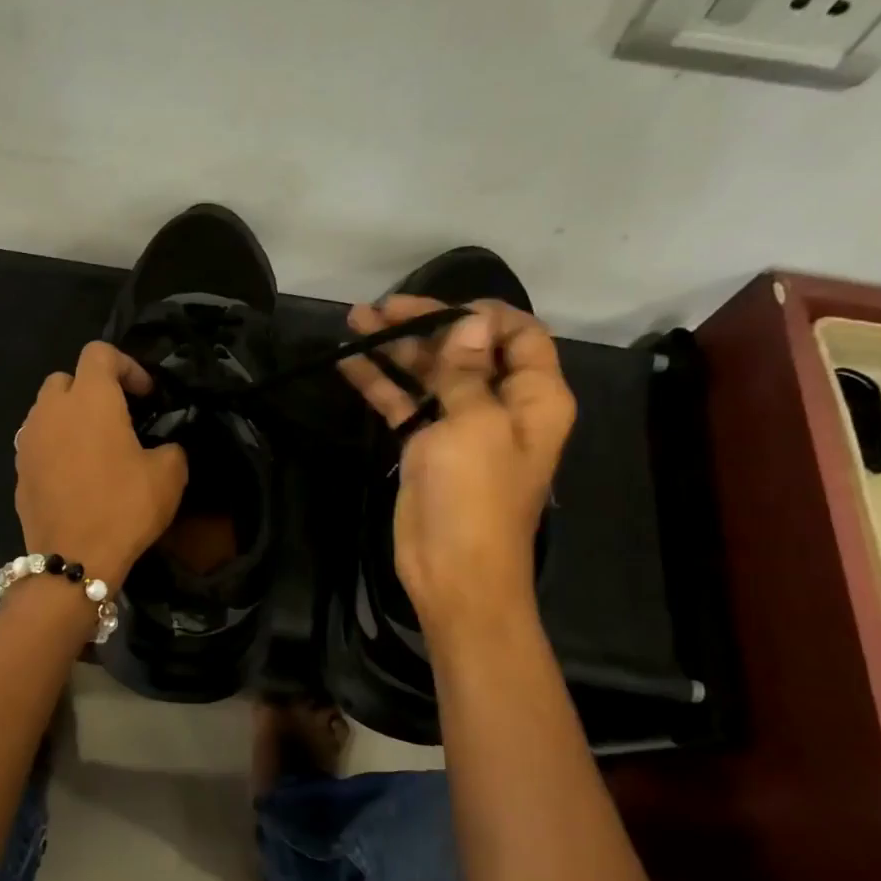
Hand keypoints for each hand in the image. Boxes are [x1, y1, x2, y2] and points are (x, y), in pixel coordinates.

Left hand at [15, 342, 188, 587]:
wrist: (73, 559)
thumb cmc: (124, 508)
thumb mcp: (169, 475)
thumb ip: (170, 447)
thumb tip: (163, 447)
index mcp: (89, 399)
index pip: (99, 353)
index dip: (127, 366)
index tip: (146, 396)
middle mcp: (51, 410)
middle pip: (66, 379)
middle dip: (92, 389)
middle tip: (119, 417)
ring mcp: (28, 440)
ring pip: (47, 411)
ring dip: (71, 418)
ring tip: (96, 447)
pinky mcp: (18, 470)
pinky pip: (38, 443)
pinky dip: (56, 447)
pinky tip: (76, 475)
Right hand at [338, 297, 574, 636]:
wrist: (453, 573)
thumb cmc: (475, 498)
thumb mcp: (475, 425)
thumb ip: (467, 370)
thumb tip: (471, 320)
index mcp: (533, 397)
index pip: (518, 335)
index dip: (480, 315)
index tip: (435, 306)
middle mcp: (500, 405)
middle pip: (466, 349)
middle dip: (425, 324)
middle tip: (379, 308)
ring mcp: (459, 426)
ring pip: (429, 374)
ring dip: (395, 348)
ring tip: (356, 322)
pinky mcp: (425, 447)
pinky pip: (404, 404)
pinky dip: (380, 384)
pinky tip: (348, 364)